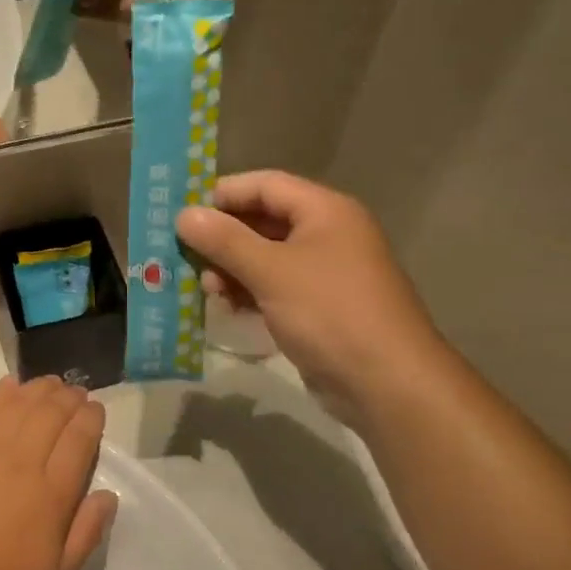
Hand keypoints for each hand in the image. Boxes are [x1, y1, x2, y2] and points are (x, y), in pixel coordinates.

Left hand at [0, 376, 118, 569]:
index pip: (79, 439)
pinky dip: (4, 391)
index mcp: (52, 493)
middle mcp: (23, 461)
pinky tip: (13, 384)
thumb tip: (108, 495)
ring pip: (22, 403)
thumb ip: (87, 533)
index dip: (91, 417)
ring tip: (51, 384)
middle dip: (70, 397)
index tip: (95, 409)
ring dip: (41, 388)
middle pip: (52, 413)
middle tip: (76, 393)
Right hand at [176, 172, 449, 427]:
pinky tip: (226, 306)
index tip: (183, 213)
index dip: (223, 194)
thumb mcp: (271, 271)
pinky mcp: (318, 306)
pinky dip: (247, 291)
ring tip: (206, 289)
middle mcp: (326, 234)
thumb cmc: (330, 313)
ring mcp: (324, 272)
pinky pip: (273, 285)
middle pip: (262, 220)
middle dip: (222, 236)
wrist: (388, 384)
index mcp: (325, 211)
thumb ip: (224, 240)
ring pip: (264, 256)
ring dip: (230, 268)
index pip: (265, 185)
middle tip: (185, 254)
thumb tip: (184, 215)